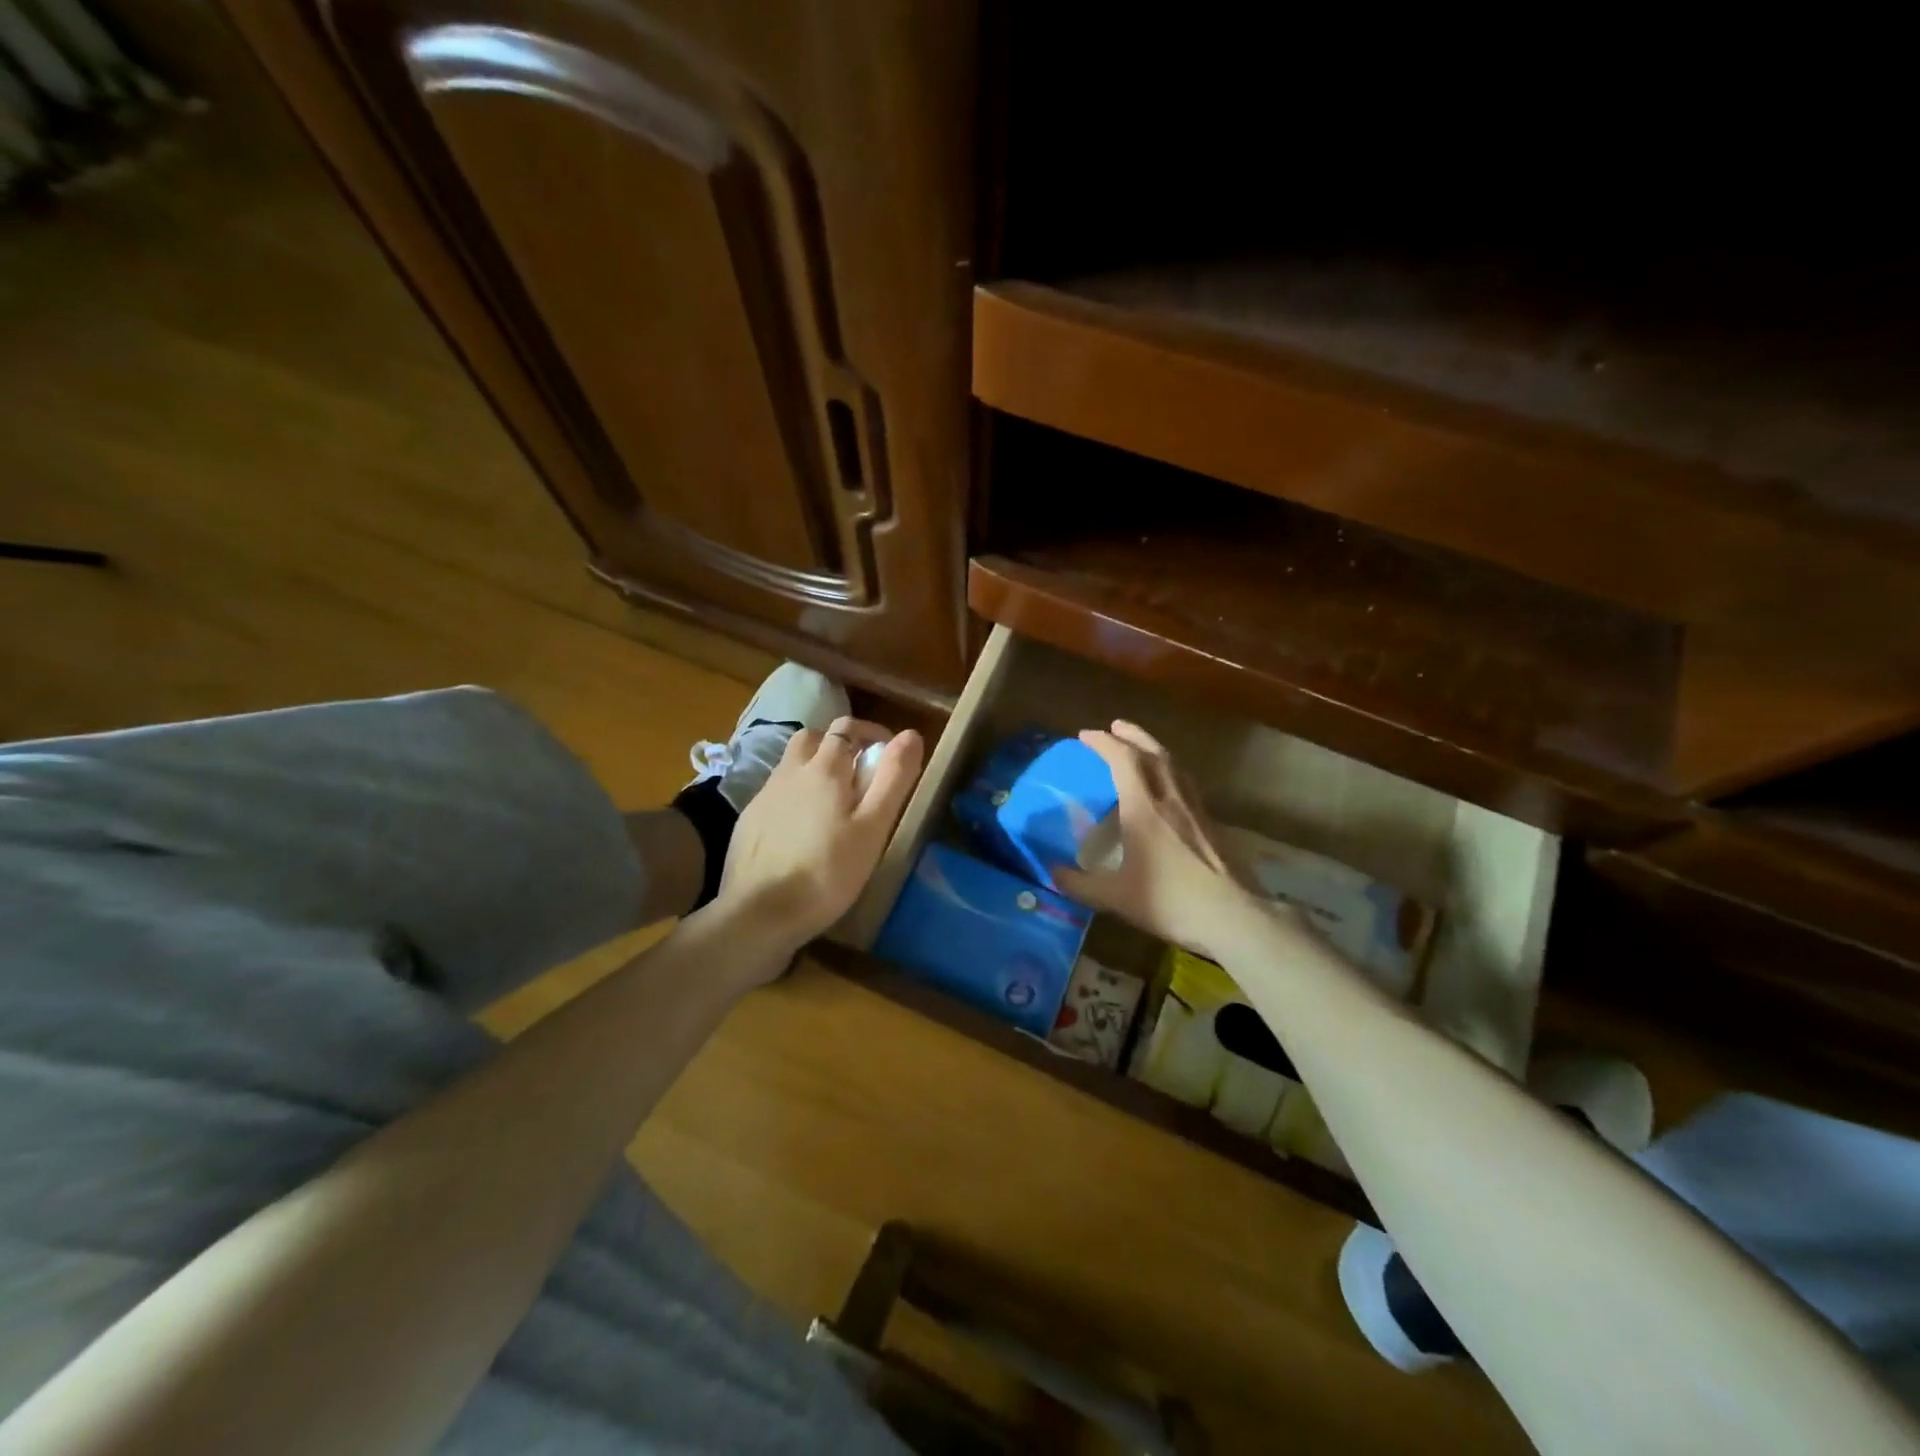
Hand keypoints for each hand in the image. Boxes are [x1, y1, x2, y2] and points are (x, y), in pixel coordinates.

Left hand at [714, 717, 923, 961]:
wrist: (758, 913)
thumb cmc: (827, 872)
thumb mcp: (873, 827)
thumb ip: (892, 778)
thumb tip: (911, 734)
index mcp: (823, 769)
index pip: (846, 728)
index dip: (870, 733)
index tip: (888, 755)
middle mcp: (789, 771)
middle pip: (813, 738)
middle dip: (838, 745)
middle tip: (859, 774)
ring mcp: (763, 795)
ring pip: (791, 764)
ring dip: (813, 768)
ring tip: (833, 802)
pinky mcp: (748, 821)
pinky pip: (776, 792)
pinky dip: (794, 795)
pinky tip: (803, 829)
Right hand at [1052, 720, 1268, 961]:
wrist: (1233, 916)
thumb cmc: (1170, 902)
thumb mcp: (1115, 898)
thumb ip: (1079, 884)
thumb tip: (1052, 873)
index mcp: (1144, 809)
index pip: (1122, 760)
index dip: (1103, 743)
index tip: (1085, 736)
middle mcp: (1170, 799)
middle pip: (1152, 752)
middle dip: (1131, 735)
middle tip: (1114, 726)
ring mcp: (1195, 809)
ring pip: (1174, 764)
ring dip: (1153, 747)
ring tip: (1140, 746)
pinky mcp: (1211, 822)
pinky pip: (1187, 782)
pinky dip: (1171, 770)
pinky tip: (1169, 783)